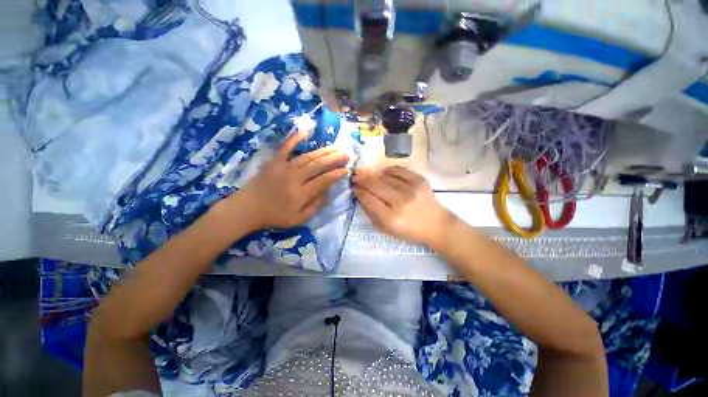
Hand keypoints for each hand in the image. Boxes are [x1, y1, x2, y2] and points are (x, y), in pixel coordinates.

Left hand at [228, 131, 349, 230]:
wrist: (247, 209)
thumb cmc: (275, 216)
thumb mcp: (298, 219)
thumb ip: (315, 206)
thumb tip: (328, 192)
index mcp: (301, 193)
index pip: (323, 180)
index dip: (336, 174)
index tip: (346, 169)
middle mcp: (294, 178)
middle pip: (318, 165)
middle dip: (335, 159)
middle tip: (347, 153)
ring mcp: (283, 167)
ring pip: (308, 156)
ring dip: (324, 151)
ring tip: (336, 147)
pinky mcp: (274, 161)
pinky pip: (286, 147)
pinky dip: (295, 138)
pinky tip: (306, 131)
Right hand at [353, 166, 454, 249]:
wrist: (436, 225)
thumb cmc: (409, 231)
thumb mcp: (387, 229)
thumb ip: (371, 213)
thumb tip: (360, 196)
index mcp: (391, 218)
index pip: (369, 200)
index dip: (359, 192)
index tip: (354, 188)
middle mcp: (401, 202)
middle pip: (376, 186)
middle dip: (362, 179)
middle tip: (355, 177)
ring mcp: (411, 189)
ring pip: (386, 177)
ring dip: (373, 174)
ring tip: (366, 174)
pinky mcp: (420, 181)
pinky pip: (399, 170)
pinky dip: (388, 170)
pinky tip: (383, 172)